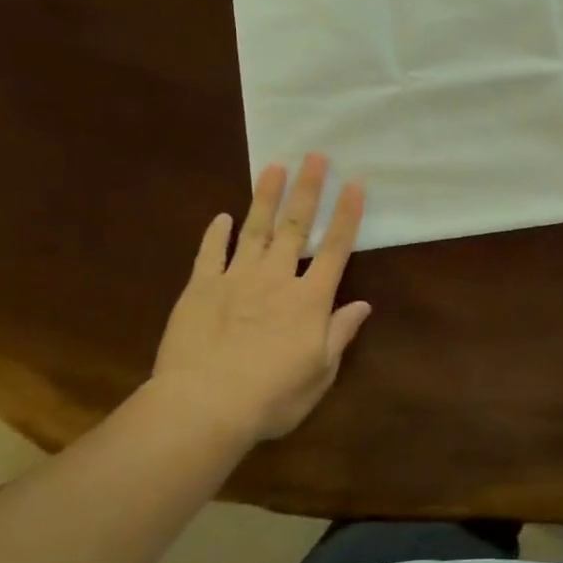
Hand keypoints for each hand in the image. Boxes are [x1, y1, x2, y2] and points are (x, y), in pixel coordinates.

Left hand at [149, 153, 371, 445]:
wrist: (203, 407)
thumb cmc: (271, 397)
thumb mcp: (319, 373)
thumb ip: (339, 334)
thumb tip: (362, 305)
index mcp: (310, 299)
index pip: (335, 248)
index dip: (347, 214)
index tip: (354, 183)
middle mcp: (276, 279)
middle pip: (296, 226)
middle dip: (308, 189)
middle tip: (314, 156)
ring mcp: (235, 279)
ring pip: (256, 230)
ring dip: (266, 197)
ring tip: (273, 167)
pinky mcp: (200, 289)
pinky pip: (210, 254)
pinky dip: (216, 234)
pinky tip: (221, 217)